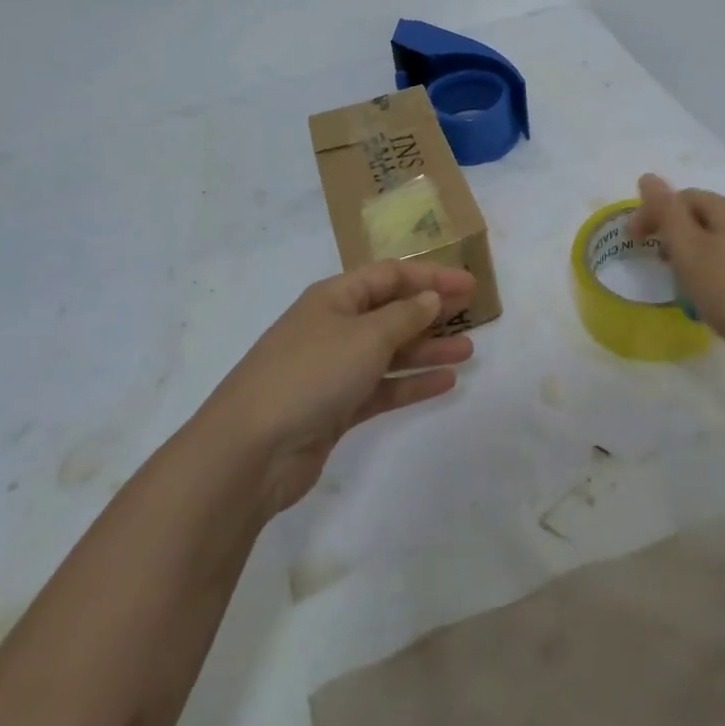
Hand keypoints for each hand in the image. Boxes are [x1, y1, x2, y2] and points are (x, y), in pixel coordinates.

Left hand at [203, 260, 475, 514]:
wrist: (252, 449)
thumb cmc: (311, 374)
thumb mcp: (365, 336)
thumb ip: (404, 316)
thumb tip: (430, 298)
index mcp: (334, 297)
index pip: (389, 275)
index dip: (430, 276)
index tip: (469, 283)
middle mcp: (334, 327)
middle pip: (390, 311)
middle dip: (430, 310)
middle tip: (472, 312)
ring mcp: (334, 369)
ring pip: (389, 351)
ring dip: (427, 349)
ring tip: (468, 351)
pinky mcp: (336, 408)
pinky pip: (382, 387)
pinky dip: (411, 383)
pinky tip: (445, 382)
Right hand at [628, 173, 724, 389]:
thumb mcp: (688, 249)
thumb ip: (666, 212)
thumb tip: (648, 177)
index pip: (683, 198)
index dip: (654, 214)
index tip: (634, 242)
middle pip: (705, 218)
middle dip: (676, 235)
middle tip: (659, 264)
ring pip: (724, 243)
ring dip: (698, 256)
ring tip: (685, 284)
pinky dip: (720, 273)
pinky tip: (717, 299)